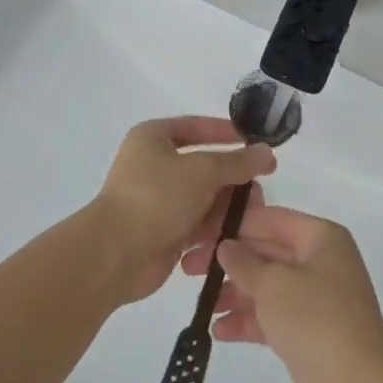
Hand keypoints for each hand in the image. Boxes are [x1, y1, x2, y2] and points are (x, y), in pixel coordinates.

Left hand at [90, 116, 274, 303]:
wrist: (115, 255)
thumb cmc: (156, 197)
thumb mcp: (203, 170)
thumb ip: (238, 162)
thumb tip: (267, 152)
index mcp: (154, 138)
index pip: (197, 127)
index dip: (226, 133)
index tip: (254, 143)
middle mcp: (154, 165)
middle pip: (205, 167)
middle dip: (233, 180)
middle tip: (259, 191)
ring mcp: (158, 200)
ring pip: (204, 198)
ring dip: (226, 208)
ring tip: (251, 218)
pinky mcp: (163, 232)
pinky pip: (196, 225)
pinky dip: (213, 230)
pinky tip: (231, 238)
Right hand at [182, 203, 382, 382]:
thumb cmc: (315, 318)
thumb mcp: (273, 283)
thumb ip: (245, 263)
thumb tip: (227, 246)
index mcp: (321, 237)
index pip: (272, 219)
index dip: (236, 225)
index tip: (201, 234)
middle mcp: (321, 261)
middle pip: (268, 252)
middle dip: (231, 262)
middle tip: (189, 270)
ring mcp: (316, 299)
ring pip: (268, 287)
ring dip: (236, 294)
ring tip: (203, 306)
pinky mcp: (309, 333)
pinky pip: (273, 317)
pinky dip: (248, 321)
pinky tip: (218, 331)